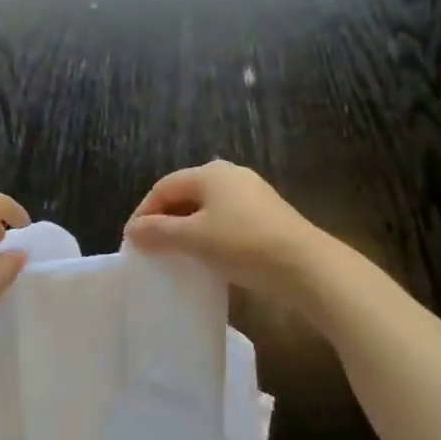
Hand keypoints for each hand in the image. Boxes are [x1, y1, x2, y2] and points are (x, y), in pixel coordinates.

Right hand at [125, 160, 322, 298]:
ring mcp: (252, 194)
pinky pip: (227, 220)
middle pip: (185, 195)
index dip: (144, 212)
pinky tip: (209, 257)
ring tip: (176, 254)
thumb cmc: (243, 244)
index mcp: (209, 172)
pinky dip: (210, 235)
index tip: (132, 240)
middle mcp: (230, 175)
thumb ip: (159, 232)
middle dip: (165, 220)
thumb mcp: (194, 238)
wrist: (308, 267)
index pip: (163, 187)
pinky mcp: (268, 215)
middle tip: (151, 247)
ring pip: (207, 209)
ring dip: (187, 229)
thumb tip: (133, 231)